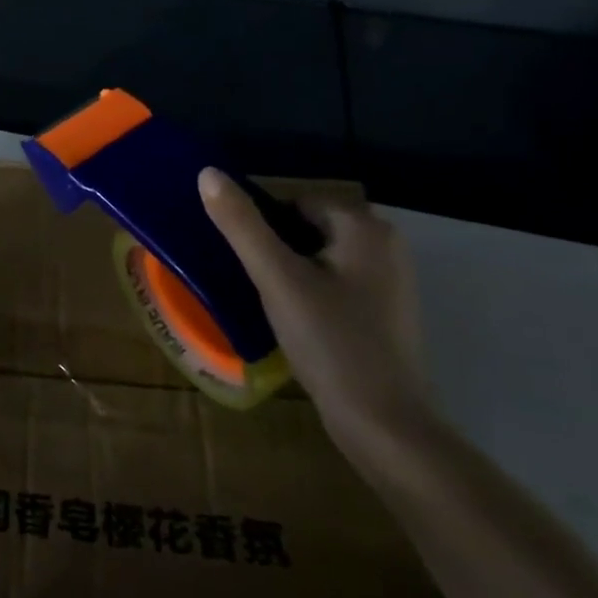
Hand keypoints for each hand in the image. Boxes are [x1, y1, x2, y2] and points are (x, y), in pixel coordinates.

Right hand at [197, 169, 431, 447]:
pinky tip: (294, 322)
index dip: (261, 228)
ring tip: (267, 303)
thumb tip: (207, 173)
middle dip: (274, 250)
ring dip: (288, 273)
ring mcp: (390, 281)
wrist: (384, 424)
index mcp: (365, 227)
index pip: (293, 203)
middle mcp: (386, 244)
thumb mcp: (276, 279)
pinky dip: (309, 293)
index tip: (244, 262)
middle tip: (253, 284)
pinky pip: (333, 283)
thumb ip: (241, 225)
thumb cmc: (330, 342)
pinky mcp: (385, 312)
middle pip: (306, 228)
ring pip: (317, 257)